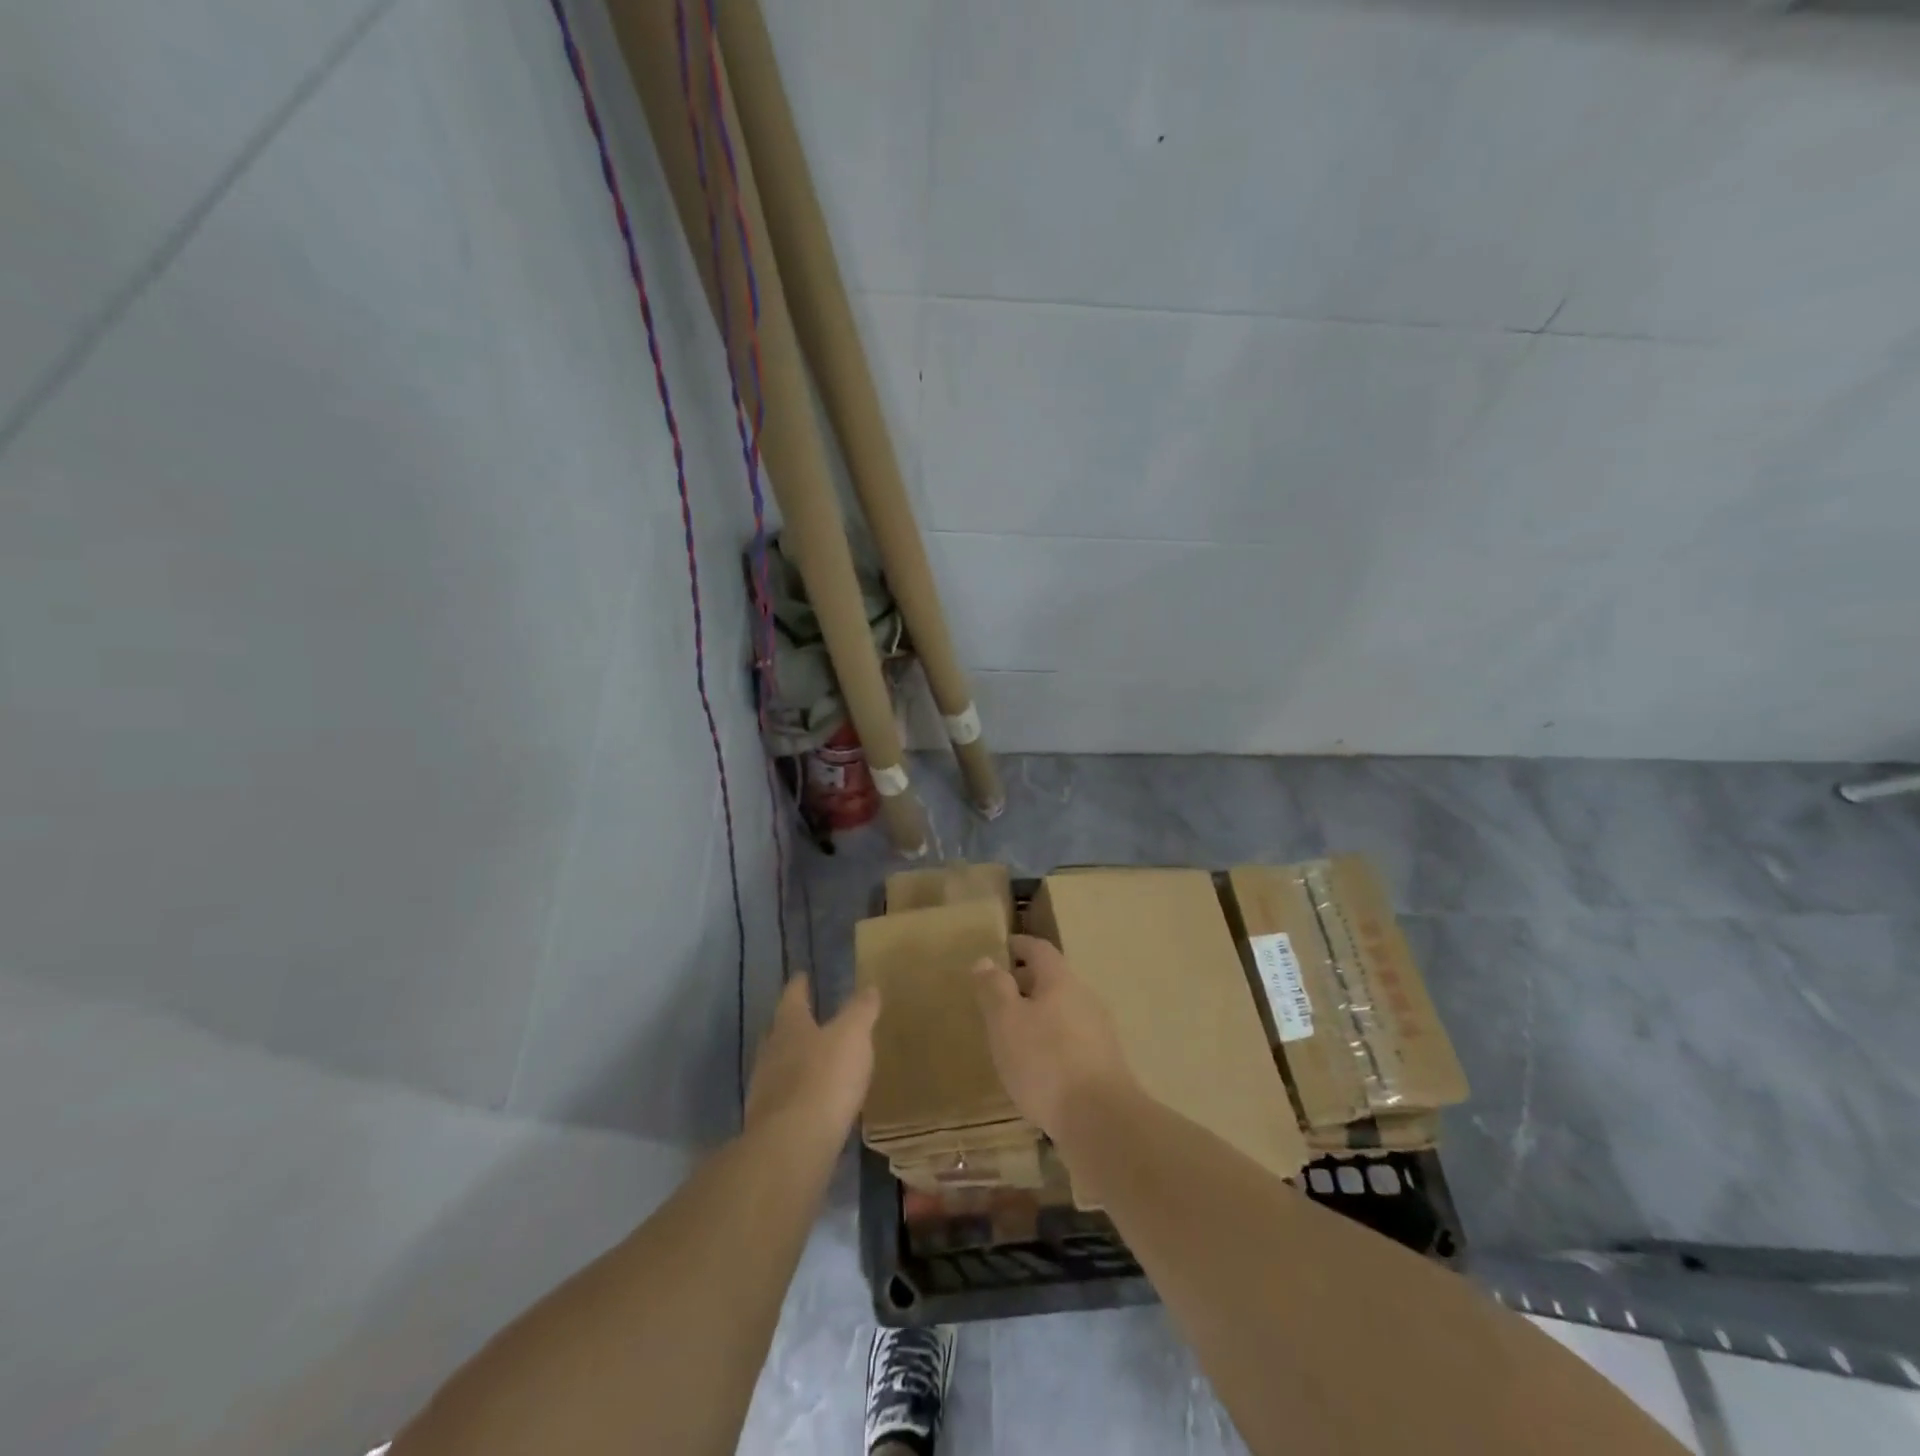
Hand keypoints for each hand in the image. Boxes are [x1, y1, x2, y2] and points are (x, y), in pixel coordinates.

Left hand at [744, 976, 879, 1142]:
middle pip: (778, 1032)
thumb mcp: (853, 1035)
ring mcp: (765, 1091)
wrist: (793, 1144)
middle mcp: (770, 1054)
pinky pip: (783, 1099)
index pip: (792, 998)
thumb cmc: (825, 1077)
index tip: (801, 975)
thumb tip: (869, 987)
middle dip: (791, 1024)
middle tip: (804, 1017)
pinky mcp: (768, 1124)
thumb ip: (860, 1011)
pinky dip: (796, 1094)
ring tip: (811, 1060)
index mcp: (789, 1027)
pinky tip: (810, 1100)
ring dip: (792, 1061)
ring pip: (777, 1066)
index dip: (799, 986)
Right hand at [970, 933, 1138, 1142]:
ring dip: (1039, 1013)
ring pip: (1063, 1010)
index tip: (1003, 947)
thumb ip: (994, 988)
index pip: (1040, 950)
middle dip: (1027, 981)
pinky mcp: (1104, 1063)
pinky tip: (1038, 1064)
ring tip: (1014, 1031)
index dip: (1020, 945)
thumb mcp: (1006, 1021)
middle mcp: (1084, 998)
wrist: (1101, 1120)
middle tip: (1000, 993)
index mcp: (1060, 981)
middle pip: (1054, 979)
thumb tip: (986, 959)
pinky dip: (1051, 1039)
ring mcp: (1099, 1032)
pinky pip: (1071, 1038)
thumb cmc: (1045, 1062)